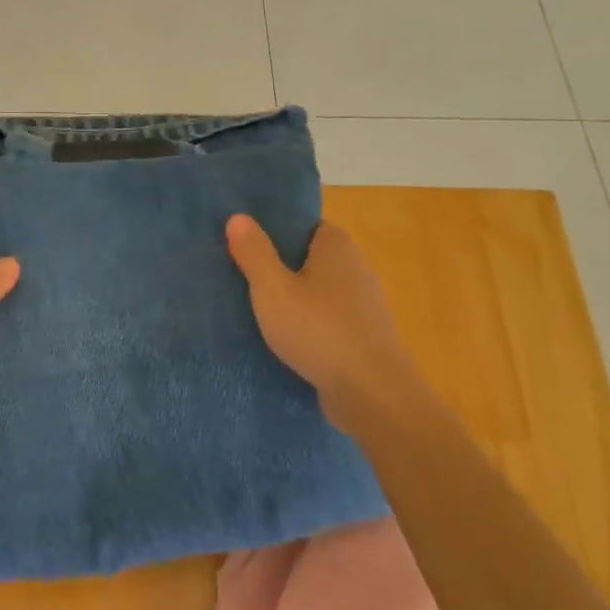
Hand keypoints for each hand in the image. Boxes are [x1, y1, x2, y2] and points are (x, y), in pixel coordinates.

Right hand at [225, 215, 413, 430]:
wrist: (371, 392)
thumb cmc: (318, 330)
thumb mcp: (273, 289)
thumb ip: (254, 253)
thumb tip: (238, 216)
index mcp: (336, 246)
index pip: (304, 225)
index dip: (275, 231)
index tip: (245, 243)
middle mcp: (355, 268)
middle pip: (309, 258)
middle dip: (279, 266)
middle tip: (239, 276)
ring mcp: (362, 305)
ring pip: (317, 292)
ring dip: (292, 299)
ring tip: (254, 309)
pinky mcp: (361, 337)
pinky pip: (325, 320)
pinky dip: (306, 325)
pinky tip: (282, 339)